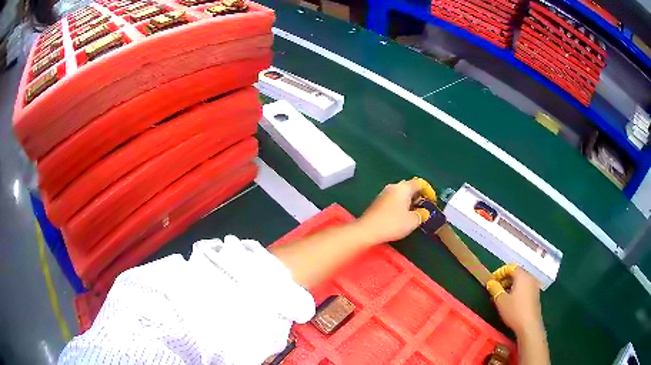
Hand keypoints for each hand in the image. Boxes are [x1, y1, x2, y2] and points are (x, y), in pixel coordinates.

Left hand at [356, 179, 423, 243]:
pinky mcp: (378, 202)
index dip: (429, 191)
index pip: (420, 183)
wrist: (368, 230)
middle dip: (419, 196)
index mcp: (404, 188)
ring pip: (401, 193)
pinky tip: (402, 215)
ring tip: (415, 213)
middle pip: (410, 187)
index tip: (432, 201)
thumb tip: (424, 211)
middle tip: (425, 207)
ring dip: (409, 201)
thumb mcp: (412, 221)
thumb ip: (422, 214)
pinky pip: (394, 199)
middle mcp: (394, 187)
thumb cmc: (393, 223)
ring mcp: (384, 193)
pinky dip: (401, 205)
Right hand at [494, 268, 543, 336]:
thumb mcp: (501, 300)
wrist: (529, 325)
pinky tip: (511, 302)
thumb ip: (495, 289)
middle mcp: (530, 278)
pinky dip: (517, 291)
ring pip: (521, 281)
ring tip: (502, 297)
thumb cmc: (514, 311)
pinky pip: (525, 288)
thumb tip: (490, 282)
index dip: (500, 272)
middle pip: (516, 274)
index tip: (492, 281)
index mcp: (522, 276)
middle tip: (495, 289)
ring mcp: (534, 286)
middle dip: (505, 280)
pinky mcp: (535, 295)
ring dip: (511, 286)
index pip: (511, 267)